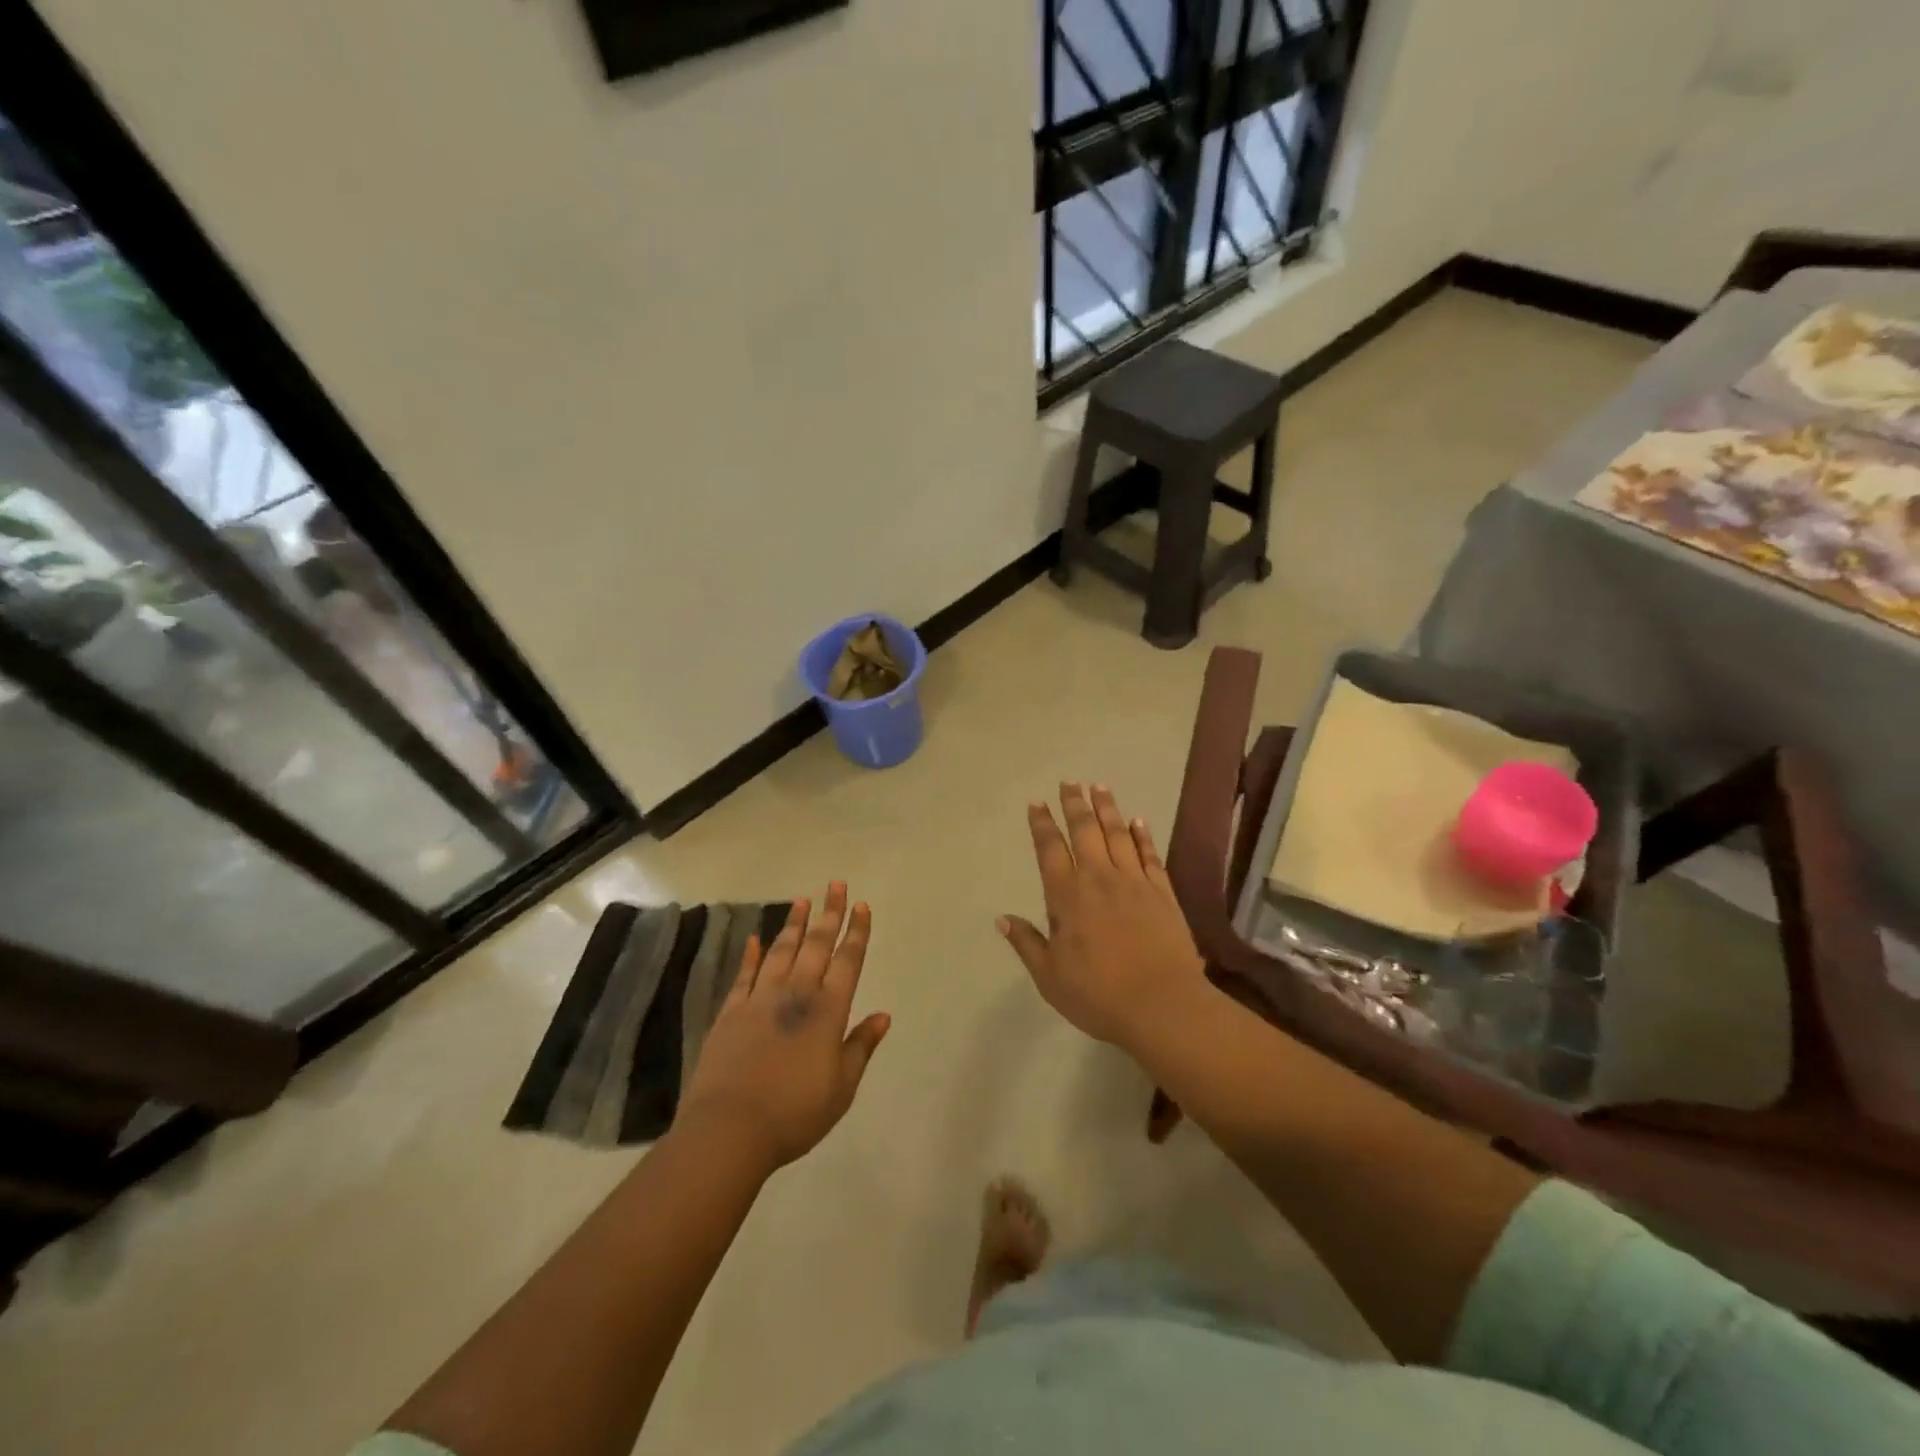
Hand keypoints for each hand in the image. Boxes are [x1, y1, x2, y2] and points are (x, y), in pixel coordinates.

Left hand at [678, 886, 889, 1171]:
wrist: (729, 1130)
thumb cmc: (794, 1113)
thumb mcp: (841, 1088)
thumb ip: (861, 1047)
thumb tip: (883, 1015)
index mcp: (828, 1012)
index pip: (847, 961)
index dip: (857, 932)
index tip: (862, 905)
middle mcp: (796, 995)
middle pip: (816, 946)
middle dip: (829, 914)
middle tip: (836, 885)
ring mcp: (760, 999)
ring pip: (781, 951)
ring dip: (794, 924)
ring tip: (802, 900)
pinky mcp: (730, 1012)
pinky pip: (744, 974)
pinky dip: (750, 954)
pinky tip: (754, 938)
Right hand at [998, 783, 1207, 1050]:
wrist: (1162, 1005)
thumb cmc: (1098, 995)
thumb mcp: (1050, 977)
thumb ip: (1027, 943)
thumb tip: (1002, 918)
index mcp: (1067, 896)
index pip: (1050, 850)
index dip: (1042, 824)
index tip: (1037, 804)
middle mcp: (1099, 879)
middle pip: (1085, 831)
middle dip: (1074, 804)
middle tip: (1069, 782)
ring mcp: (1134, 882)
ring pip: (1118, 834)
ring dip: (1107, 808)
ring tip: (1099, 787)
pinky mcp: (1163, 892)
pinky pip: (1150, 854)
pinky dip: (1142, 835)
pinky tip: (1139, 821)